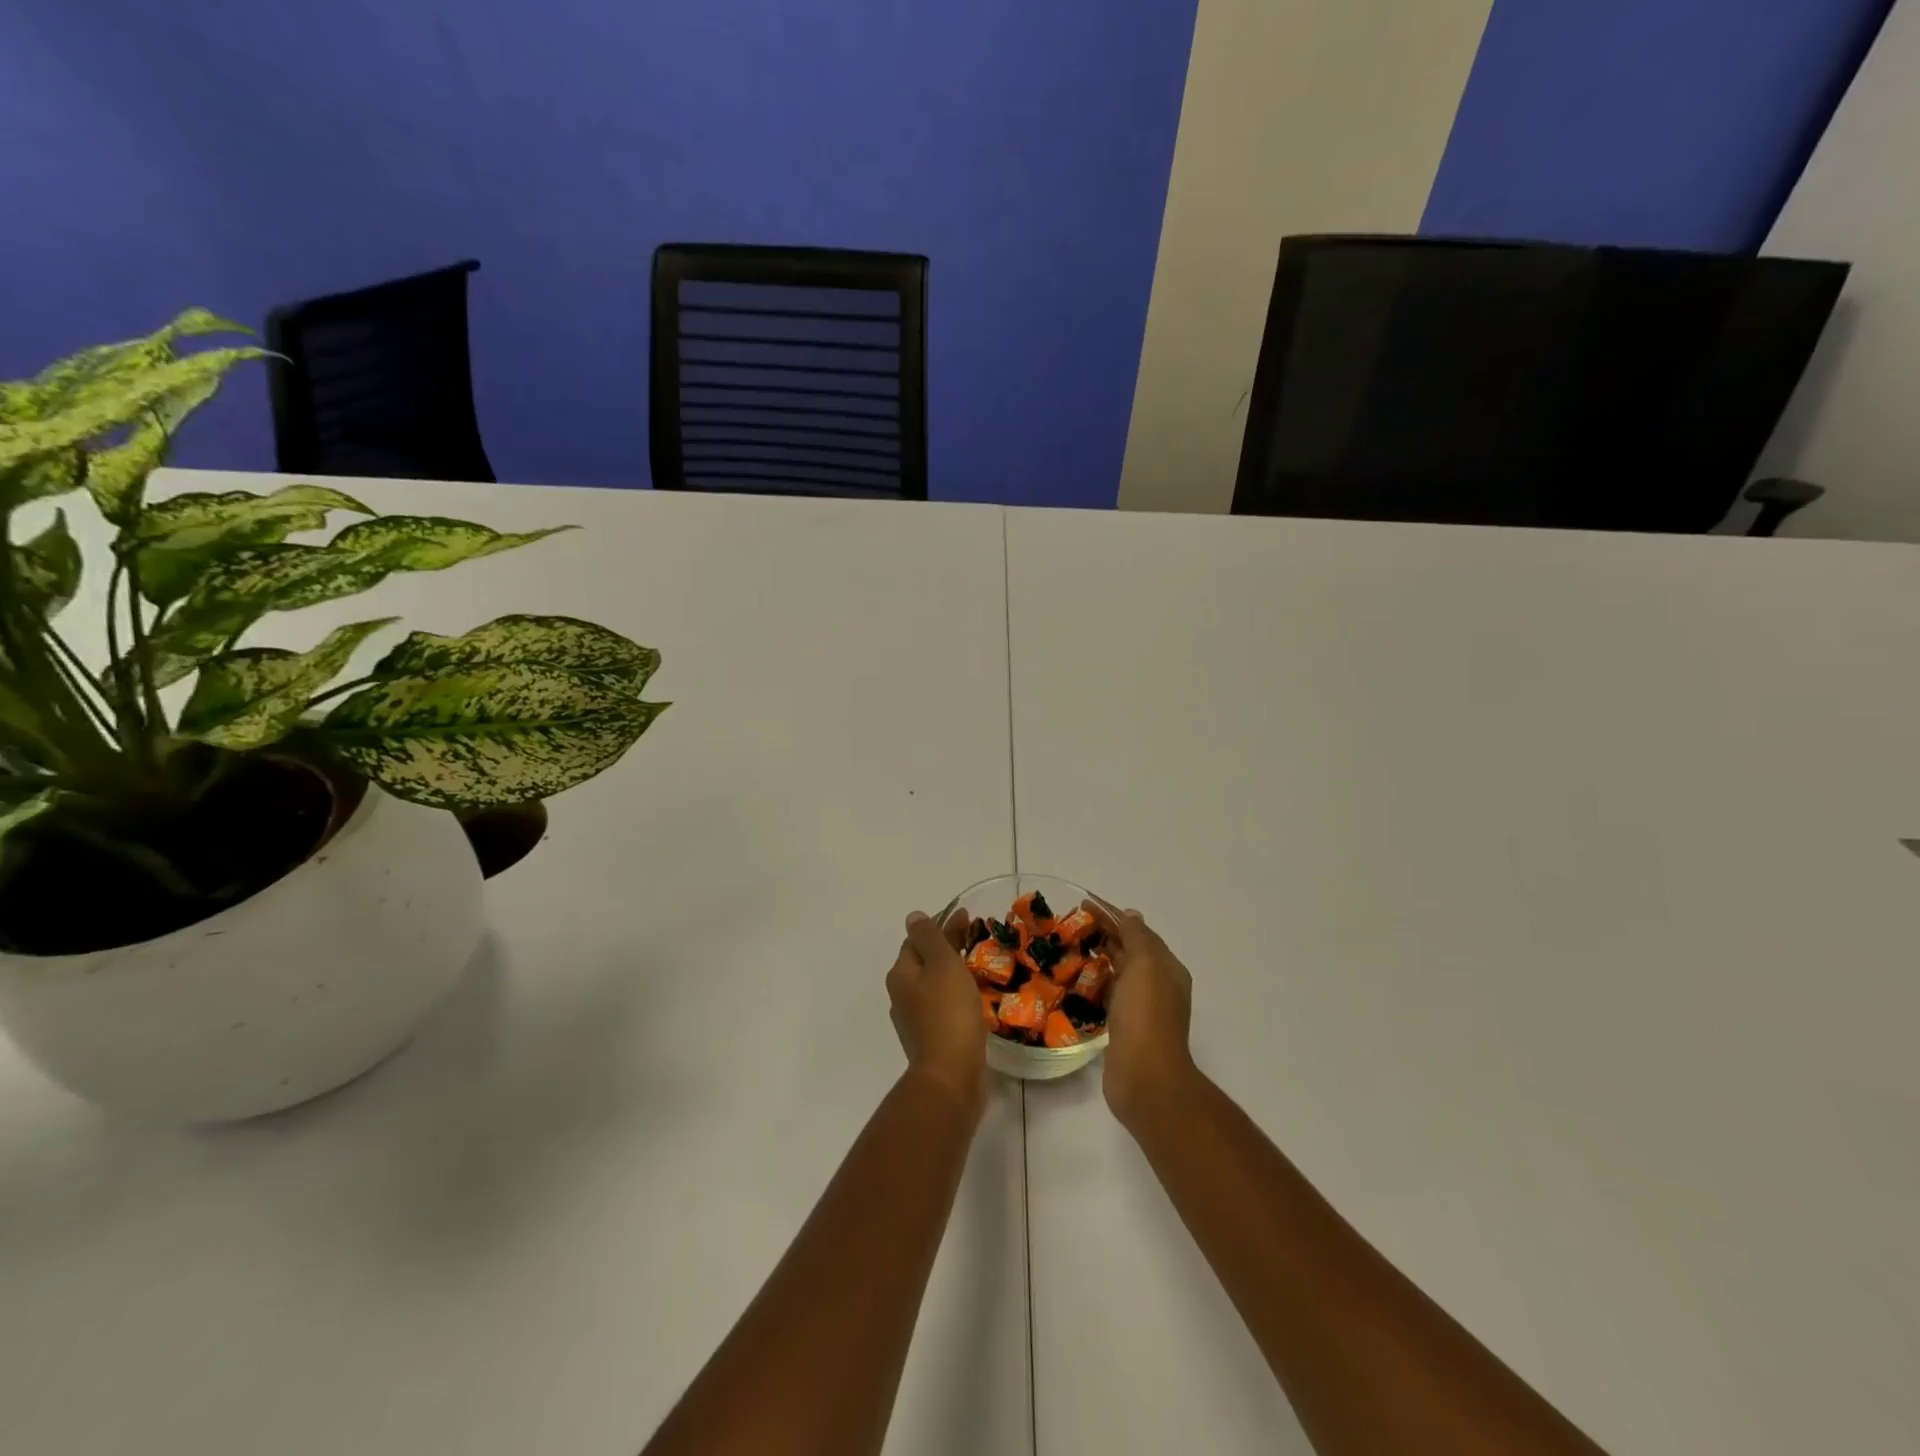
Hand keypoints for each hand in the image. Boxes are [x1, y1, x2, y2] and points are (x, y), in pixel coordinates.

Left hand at [887, 909, 986, 1117]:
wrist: (951, 1076)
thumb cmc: (948, 1013)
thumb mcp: (941, 964)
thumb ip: (929, 937)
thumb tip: (913, 916)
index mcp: (901, 974)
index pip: (916, 939)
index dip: (940, 925)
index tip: (967, 917)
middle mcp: (902, 995)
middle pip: (925, 961)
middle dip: (948, 947)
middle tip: (977, 937)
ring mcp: (915, 1020)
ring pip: (935, 985)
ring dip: (953, 972)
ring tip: (980, 965)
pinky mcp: (932, 1039)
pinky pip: (944, 1007)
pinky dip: (957, 995)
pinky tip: (974, 997)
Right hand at [1090, 902, 1196, 1127]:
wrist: (1145, 1077)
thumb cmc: (1145, 1015)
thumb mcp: (1145, 965)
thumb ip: (1137, 937)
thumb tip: (1130, 915)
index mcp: (1167, 968)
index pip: (1139, 931)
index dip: (1112, 914)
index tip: (1083, 903)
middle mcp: (1158, 985)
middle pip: (1129, 950)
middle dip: (1104, 933)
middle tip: (1070, 923)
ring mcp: (1142, 1008)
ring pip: (1118, 972)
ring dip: (1097, 957)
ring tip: (1068, 947)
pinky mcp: (1124, 1028)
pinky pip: (1108, 995)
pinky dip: (1094, 983)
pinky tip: (1075, 981)